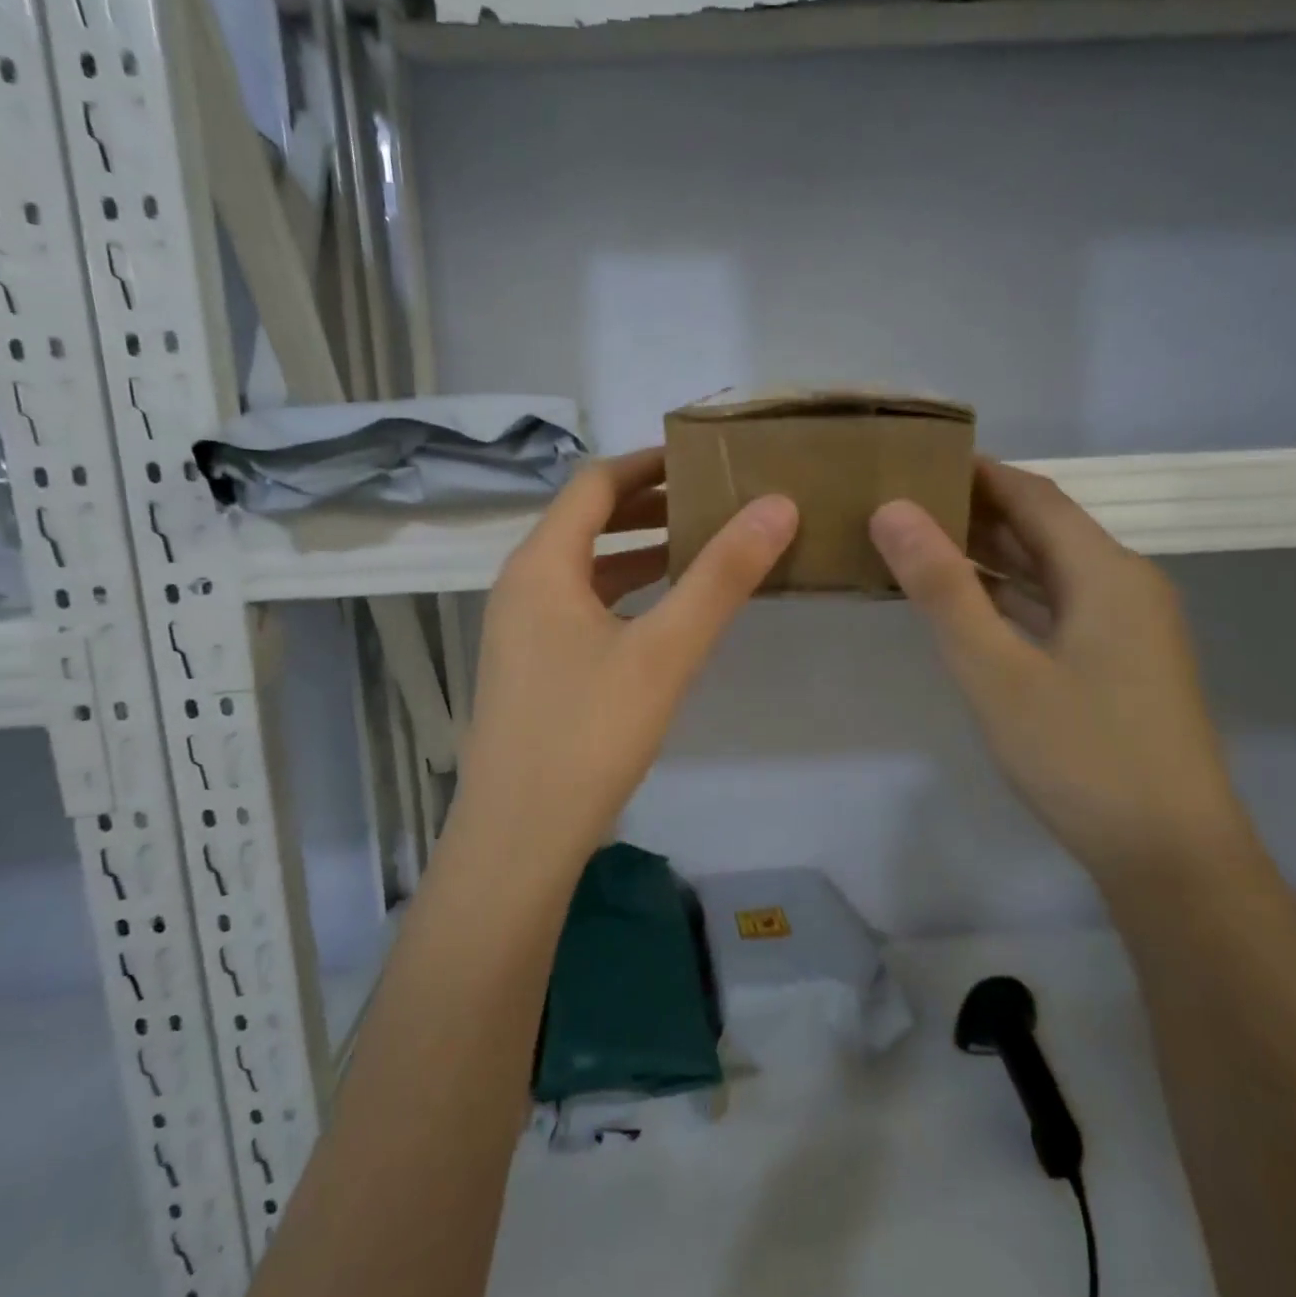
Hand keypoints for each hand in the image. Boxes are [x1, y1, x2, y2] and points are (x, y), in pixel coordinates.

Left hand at [455, 448, 797, 856]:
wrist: (518, 839)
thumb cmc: (588, 735)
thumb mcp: (664, 651)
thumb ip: (721, 576)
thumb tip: (777, 504)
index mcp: (541, 564)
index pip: (596, 483)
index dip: (649, 463)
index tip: (703, 458)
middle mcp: (521, 585)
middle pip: (585, 520)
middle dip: (647, 505)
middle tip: (711, 498)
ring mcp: (520, 629)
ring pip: (584, 567)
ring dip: (636, 550)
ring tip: (698, 546)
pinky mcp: (530, 666)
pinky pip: (579, 606)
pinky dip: (622, 593)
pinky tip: (662, 613)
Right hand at [870, 460, 1252, 881]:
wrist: (1170, 856)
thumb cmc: (1080, 754)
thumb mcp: (994, 668)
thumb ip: (942, 587)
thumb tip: (892, 511)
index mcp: (1105, 571)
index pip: (1033, 495)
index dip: (977, 471)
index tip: (916, 458)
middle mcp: (1124, 585)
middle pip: (1044, 528)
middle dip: (976, 509)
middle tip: (903, 500)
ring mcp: (1126, 628)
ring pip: (1049, 570)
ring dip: (990, 553)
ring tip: (920, 542)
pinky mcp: (1119, 663)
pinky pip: (1055, 607)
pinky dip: (1009, 595)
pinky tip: (968, 604)